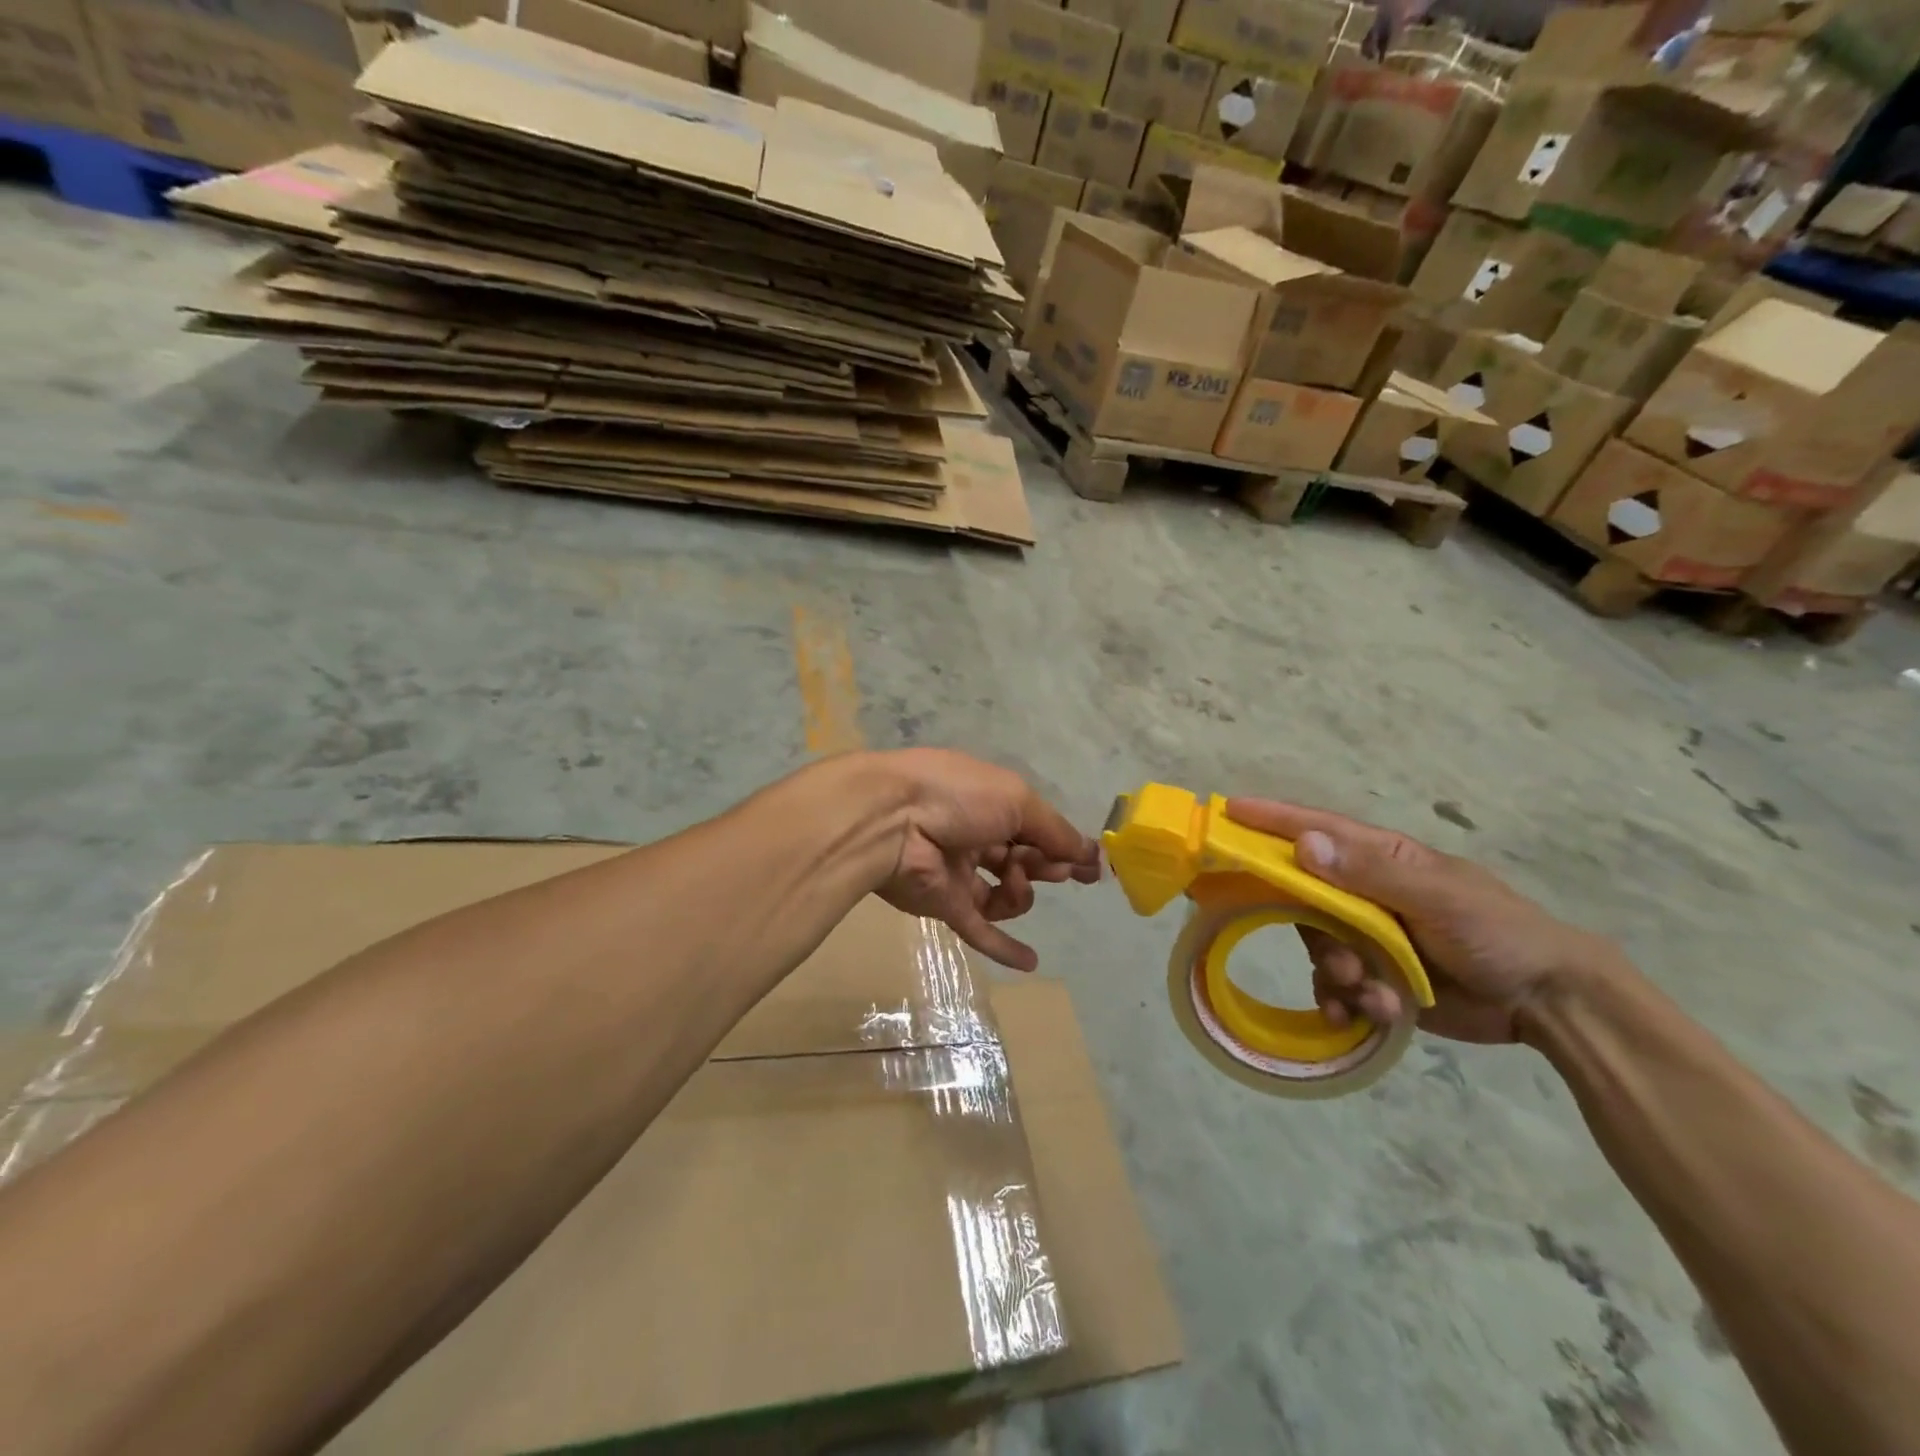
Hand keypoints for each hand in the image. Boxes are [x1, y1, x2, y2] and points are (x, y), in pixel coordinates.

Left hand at [871, 749, 1101, 971]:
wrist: (892, 819)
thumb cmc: (959, 796)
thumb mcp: (1017, 800)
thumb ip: (1054, 831)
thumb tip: (1091, 854)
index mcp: (990, 802)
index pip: (1035, 828)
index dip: (1063, 846)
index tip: (1091, 869)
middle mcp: (975, 836)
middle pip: (1024, 860)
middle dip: (1045, 865)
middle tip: (1054, 869)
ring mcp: (958, 873)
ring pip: (1005, 895)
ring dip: (1021, 893)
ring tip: (1015, 881)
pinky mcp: (944, 905)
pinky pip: (979, 929)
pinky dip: (1004, 946)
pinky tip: (1031, 961)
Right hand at [1226, 799, 1617, 1044]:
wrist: (1547, 1001)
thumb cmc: (1496, 931)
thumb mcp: (1438, 896)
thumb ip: (1370, 873)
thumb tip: (1303, 844)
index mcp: (1380, 859)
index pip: (1315, 829)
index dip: (1271, 819)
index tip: (1228, 810)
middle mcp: (1365, 892)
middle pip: (1304, 898)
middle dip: (1312, 931)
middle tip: (1338, 961)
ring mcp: (1368, 935)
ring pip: (1316, 945)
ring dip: (1336, 974)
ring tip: (1372, 995)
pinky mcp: (1374, 976)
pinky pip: (1334, 984)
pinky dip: (1345, 1001)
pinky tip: (1370, 1015)